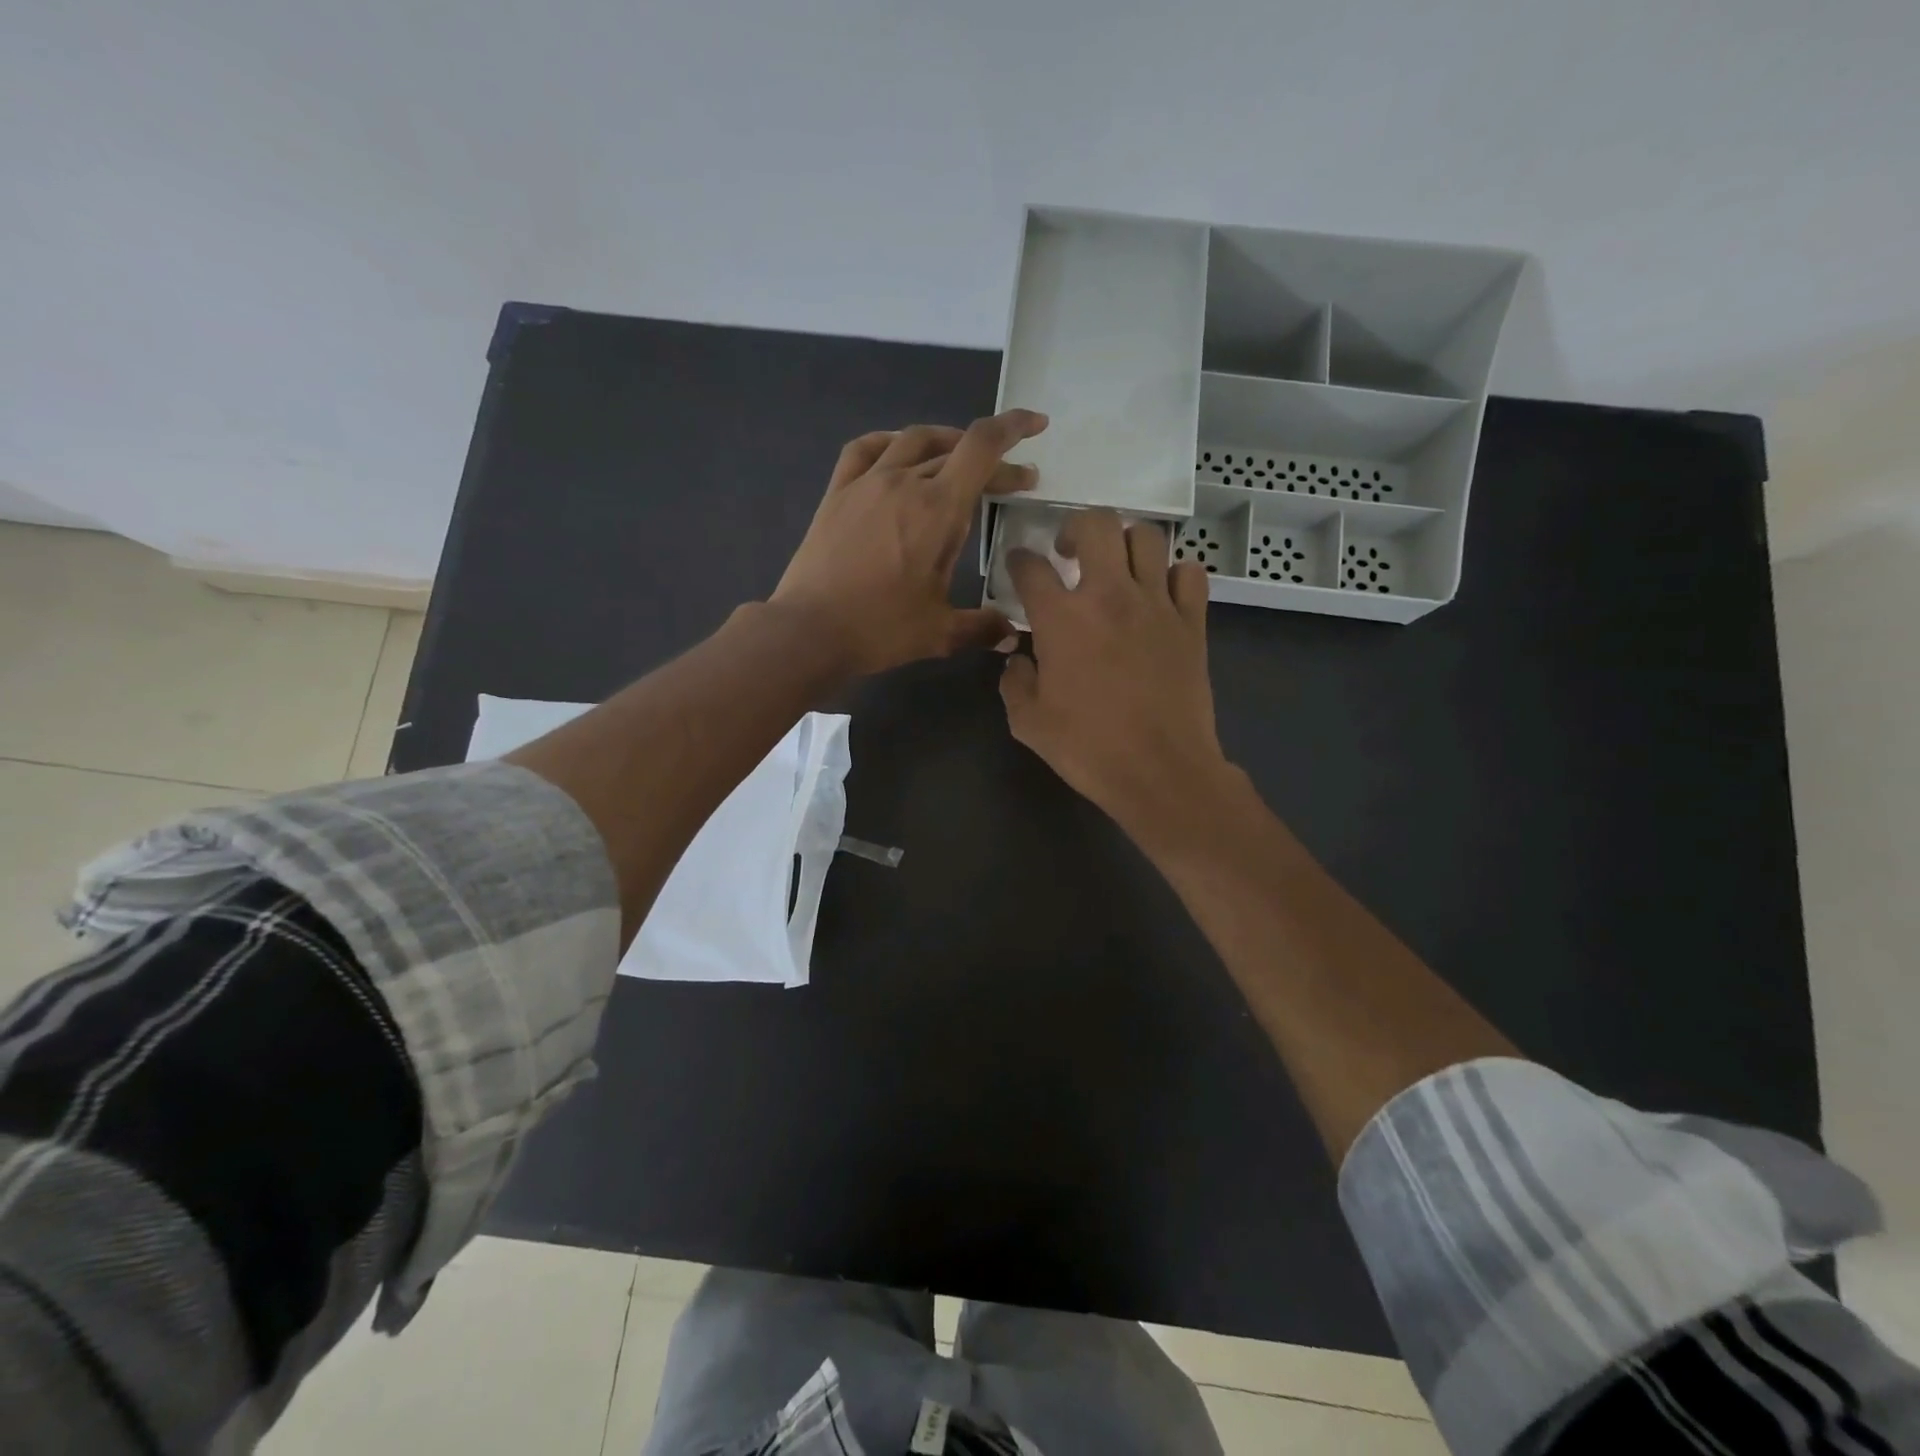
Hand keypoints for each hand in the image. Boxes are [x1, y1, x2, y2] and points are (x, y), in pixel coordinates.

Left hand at [770, 410, 1048, 675]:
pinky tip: (898, 453)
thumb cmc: (880, 629)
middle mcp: (904, 482)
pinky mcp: (837, 493)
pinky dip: (891, 443)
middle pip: (956, 451)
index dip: (1013, 428)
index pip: (982, 448)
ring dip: (946, 443)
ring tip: (961, 460)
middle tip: (1015, 484)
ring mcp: (866, 483)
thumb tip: (1012, 638)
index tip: (1036, 425)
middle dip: (993, 462)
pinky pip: (866, 449)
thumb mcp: (940, 633)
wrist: (809, 631)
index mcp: (938, 510)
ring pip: (913, 441)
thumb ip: (982, 628)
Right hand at [999, 511, 1238, 842]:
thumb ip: (1013, 681)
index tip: (1019, 567)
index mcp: (1061, 618)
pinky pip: (1190, 573)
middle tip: (1070, 553)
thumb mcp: (1028, 722)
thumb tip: (1018, 658)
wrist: (1160, 771)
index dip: (1018, 560)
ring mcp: (1157, 604)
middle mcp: (1109, 595)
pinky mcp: (1192, 622)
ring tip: (1118, 568)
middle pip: (1096, 524)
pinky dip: (1174, 574)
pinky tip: (1161, 594)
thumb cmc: (1088, 748)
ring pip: (1147, 537)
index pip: (1031, 566)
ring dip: (1126, 544)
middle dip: (1076, 528)